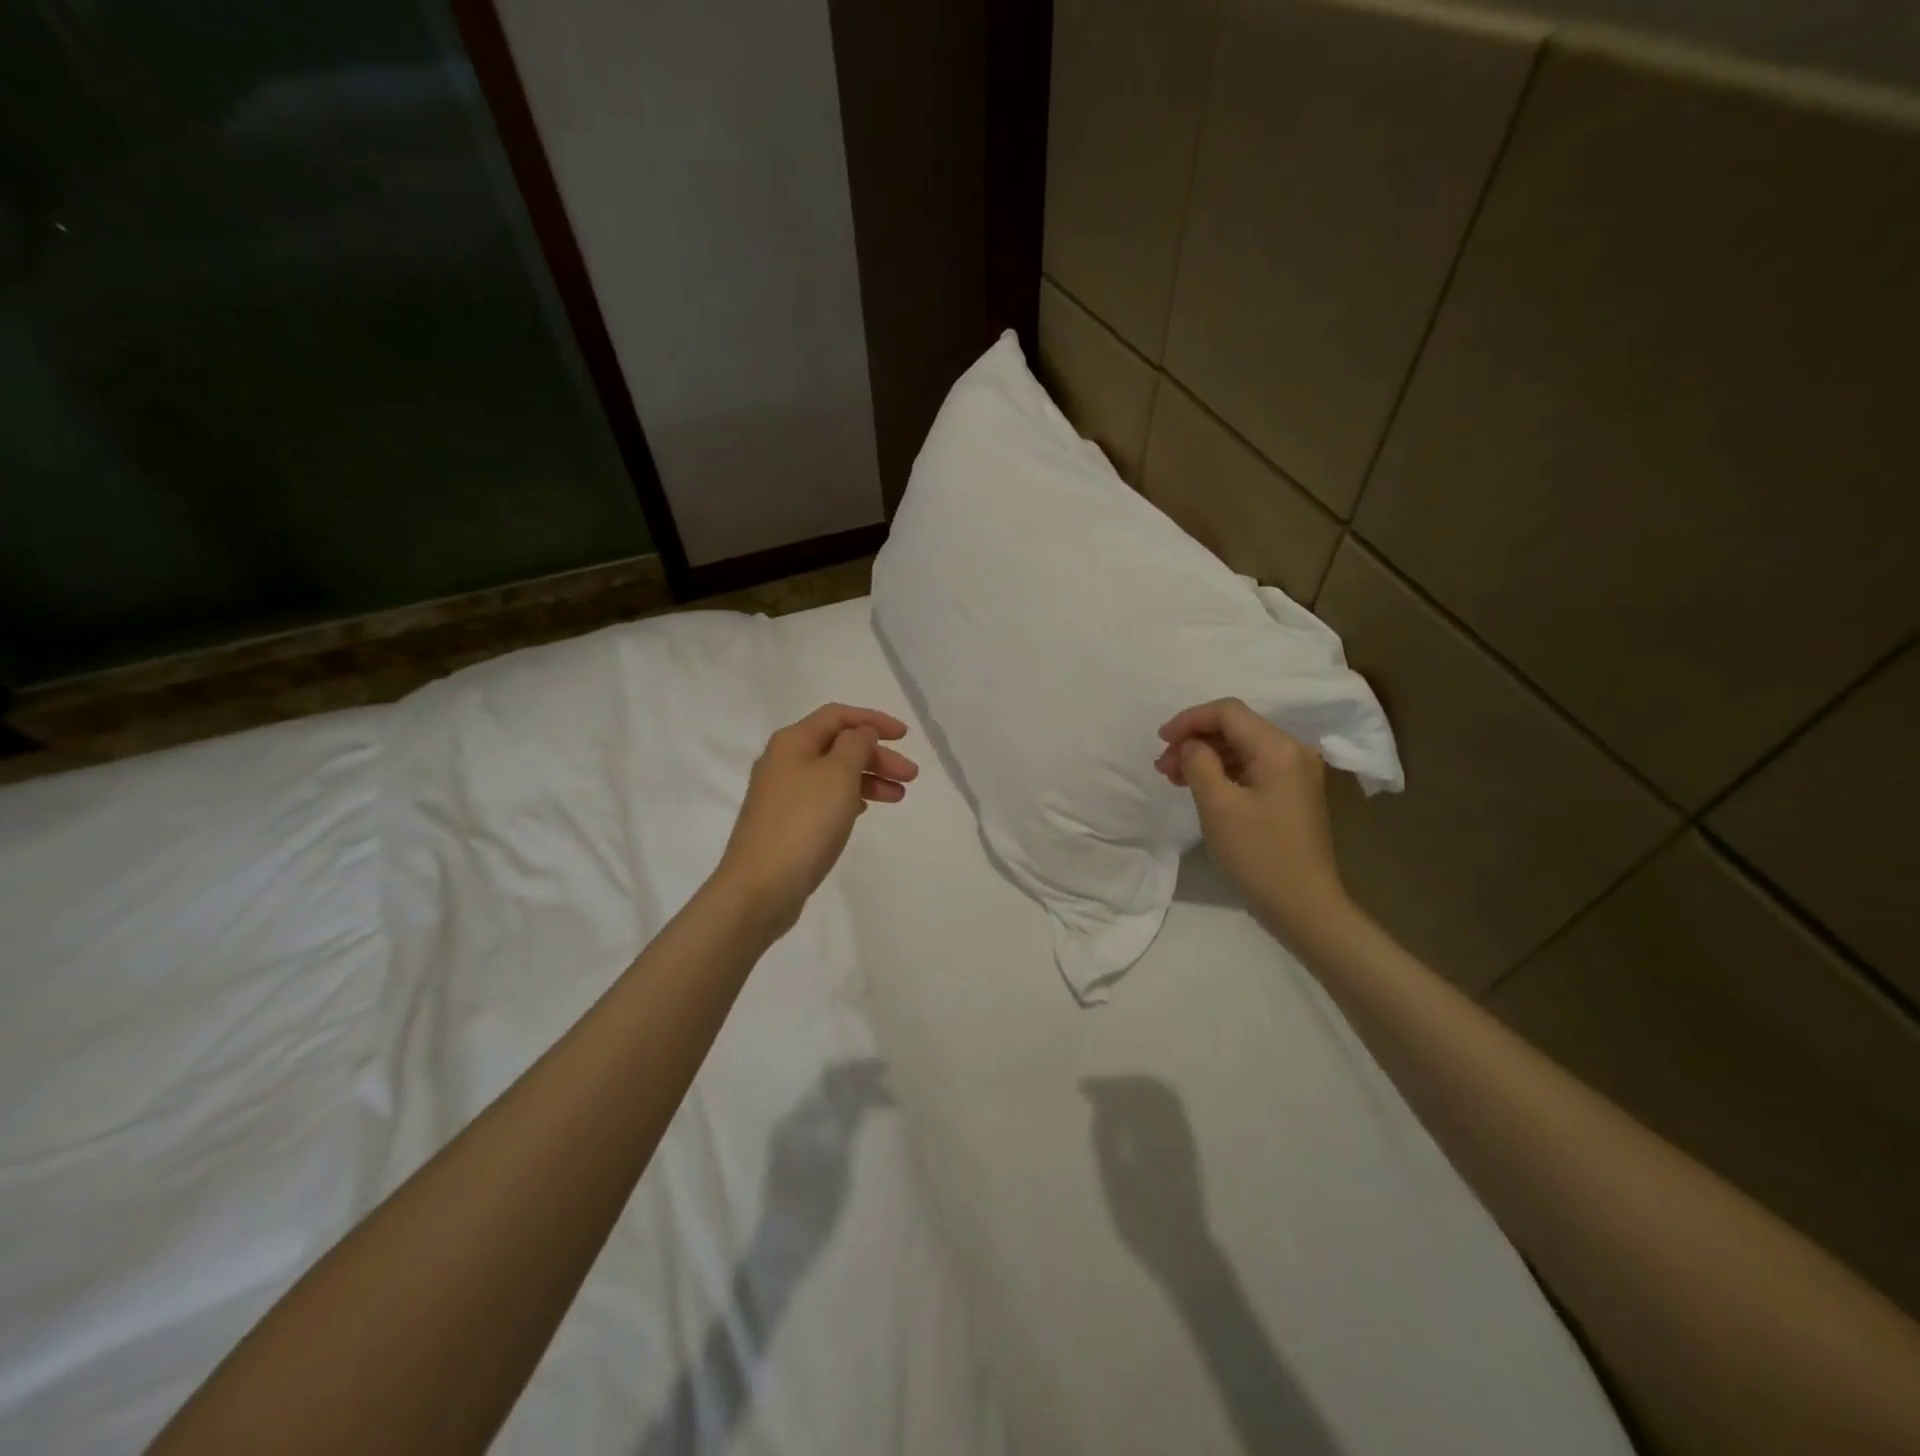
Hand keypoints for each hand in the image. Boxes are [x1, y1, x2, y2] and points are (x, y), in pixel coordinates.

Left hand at [714, 704, 917, 934]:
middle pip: (838, 745)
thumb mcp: (838, 775)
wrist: (761, 886)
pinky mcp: (786, 822)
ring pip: (834, 774)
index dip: (873, 720)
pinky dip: (850, 798)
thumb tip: (861, 733)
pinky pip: (824, 798)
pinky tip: (865, 810)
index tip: (905, 736)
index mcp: (793, 741)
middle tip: (910, 776)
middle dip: (877, 755)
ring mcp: (782, 793)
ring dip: (868, 778)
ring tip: (898, 797)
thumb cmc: (804, 823)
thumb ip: (856, 745)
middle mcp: (783, 761)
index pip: (838, 715)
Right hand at [1084, 1076, 1212, 1275]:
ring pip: (1161, 1093)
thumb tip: (1100, 1111)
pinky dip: (1150, 1096)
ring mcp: (1183, 1135)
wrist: (1183, 1250)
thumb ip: (1105, 1144)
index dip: (1103, 1088)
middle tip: (1097, 1090)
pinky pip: (1171, 1105)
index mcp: (1151, 1137)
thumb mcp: (1114, 1186)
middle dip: (1119, 1083)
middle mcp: (1170, 1129)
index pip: (1126, 1097)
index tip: (1083, 1089)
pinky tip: (1135, 1108)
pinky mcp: (1188, 1145)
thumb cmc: (1143, 1222)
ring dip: (1135, 1087)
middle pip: (1146, 1088)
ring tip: (1113, 1095)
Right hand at [1154, 698, 1351, 947]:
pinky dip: (1222, 772)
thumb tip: (1191, 745)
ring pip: (1241, 748)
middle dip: (1195, 740)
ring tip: (1173, 777)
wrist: (1304, 906)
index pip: (1228, 712)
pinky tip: (1199, 787)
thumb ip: (1199, 763)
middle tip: (1162, 766)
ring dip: (1205, 756)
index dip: (1190, 720)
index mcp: (1278, 748)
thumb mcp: (1218, 805)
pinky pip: (1251, 768)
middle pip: (1235, 728)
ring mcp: (1295, 774)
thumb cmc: (1258, 854)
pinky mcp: (1291, 794)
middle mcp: (1292, 752)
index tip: (1160, 740)